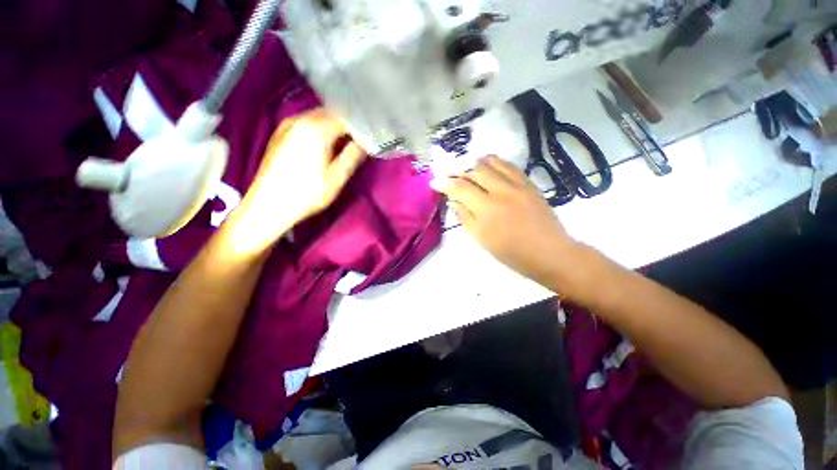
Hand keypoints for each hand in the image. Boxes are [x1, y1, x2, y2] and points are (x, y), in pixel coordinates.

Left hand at [229, 109, 366, 252]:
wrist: (269, 204)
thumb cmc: (307, 194)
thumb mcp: (337, 178)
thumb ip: (352, 156)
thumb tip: (365, 143)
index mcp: (316, 130)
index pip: (346, 118)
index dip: (360, 126)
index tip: (371, 136)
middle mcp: (300, 120)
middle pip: (331, 113)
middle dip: (347, 123)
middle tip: (360, 138)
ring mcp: (287, 125)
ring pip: (317, 116)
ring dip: (333, 125)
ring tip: (345, 141)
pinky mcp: (280, 133)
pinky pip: (305, 122)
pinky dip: (319, 127)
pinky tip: (323, 142)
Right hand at [430, 156, 577, 286]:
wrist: (549, 252)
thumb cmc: (511, 253)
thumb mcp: (482, 239)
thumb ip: (465, 217)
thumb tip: (454, 201)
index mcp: (486, 209)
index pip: (460, 188)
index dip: (445, 183)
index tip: (435, 181)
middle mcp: (501, 191)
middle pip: (475, 171)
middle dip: (459, 170)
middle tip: (450, 174)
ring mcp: (517, 185)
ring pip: (493, 163)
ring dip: (477, 162)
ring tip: (468, 165)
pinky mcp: (529, 184)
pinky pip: (510, 166)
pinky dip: (497, 162)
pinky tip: (490, 164)